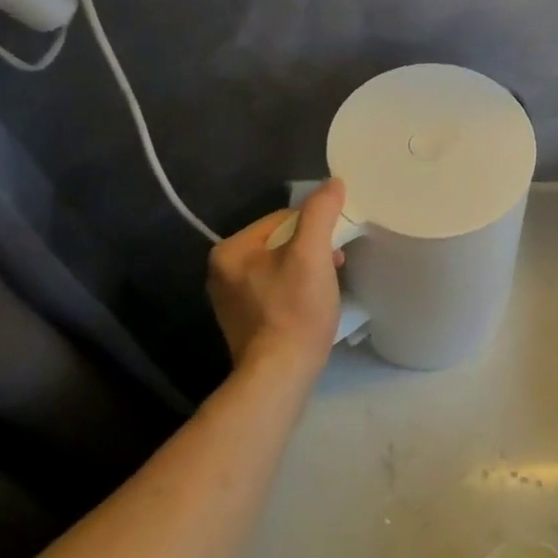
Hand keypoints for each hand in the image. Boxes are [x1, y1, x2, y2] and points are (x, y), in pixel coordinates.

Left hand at [206, 180, 347, 376]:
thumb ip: (321, 212)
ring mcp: (231, 299)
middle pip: (281, 243)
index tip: (335, 247)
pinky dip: (297, 291)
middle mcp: (222, 272)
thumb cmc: (295, 309)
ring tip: (327, 287)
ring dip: (308, 270)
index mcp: (230, 250)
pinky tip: (313, 305)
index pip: (283, 219)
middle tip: (335, 266)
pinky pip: (276, 290)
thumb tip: (333, 182)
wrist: (280, 374)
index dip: (315, 228)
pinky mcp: (245, 321)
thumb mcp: (312, 253)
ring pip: (281, 267)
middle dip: (312, 249)